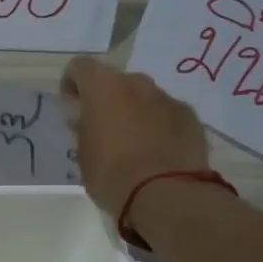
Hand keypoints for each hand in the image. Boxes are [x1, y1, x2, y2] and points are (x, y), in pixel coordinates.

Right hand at [61, 56, 211, 217]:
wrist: (166, 195)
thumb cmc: (112, 174)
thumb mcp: (82, 154)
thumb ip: (83, 128)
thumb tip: (87, 118)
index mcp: (104, 88)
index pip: (80, 67)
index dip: (72, 85)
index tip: (73, 109)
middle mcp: (137, 84)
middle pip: (115, 81)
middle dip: (107, 100)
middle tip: (102, 130)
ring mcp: (167, 98)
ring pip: (144, 97)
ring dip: (134, 112)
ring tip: (133, 144)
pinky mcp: (190, 117)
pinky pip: (167, 114)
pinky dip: (159, 126)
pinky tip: (157, 153)